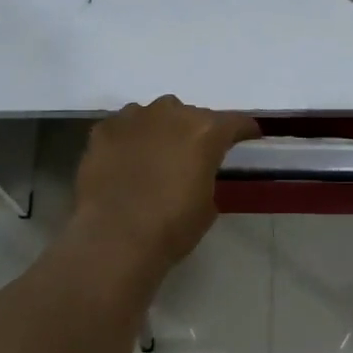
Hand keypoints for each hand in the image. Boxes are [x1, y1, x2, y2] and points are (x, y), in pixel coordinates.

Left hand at [70, 96, 260, 269]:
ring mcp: (133, 117)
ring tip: (155, 155)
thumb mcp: (207, 205)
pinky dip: (129, 139)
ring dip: (160, 130)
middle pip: (191, 115)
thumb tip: (195, 171)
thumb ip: (206, 175)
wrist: (114, 238)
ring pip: (155, 115)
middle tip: (192, 155)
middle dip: (195, 131)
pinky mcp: (103, 130)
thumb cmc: (171, 227)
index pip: (234, 122)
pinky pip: (124, 127)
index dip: (243, 130)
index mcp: (205, 132)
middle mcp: (171, 113)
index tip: (248, 136)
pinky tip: (125, 160)